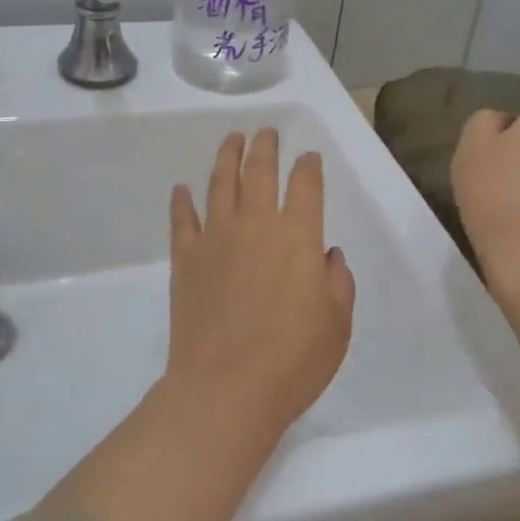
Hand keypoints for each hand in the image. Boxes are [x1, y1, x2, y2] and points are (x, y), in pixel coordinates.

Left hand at [166, 128, 357, 433]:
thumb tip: (327, 254)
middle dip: (265, 146)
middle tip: (266, 132)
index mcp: (298, 235)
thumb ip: (338, 281)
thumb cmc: (293, 359)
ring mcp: (216, 238)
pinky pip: (182, 219)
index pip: (306, 184)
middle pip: (259, 171)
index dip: (309, 166)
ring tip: (232, 139)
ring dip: (227, 156)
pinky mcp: (186, 258)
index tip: (309, 157)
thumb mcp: (338, 323)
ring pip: (220, 183)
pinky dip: (182, 200)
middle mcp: (256, 224)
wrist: (226, 388)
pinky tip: (181, 189)